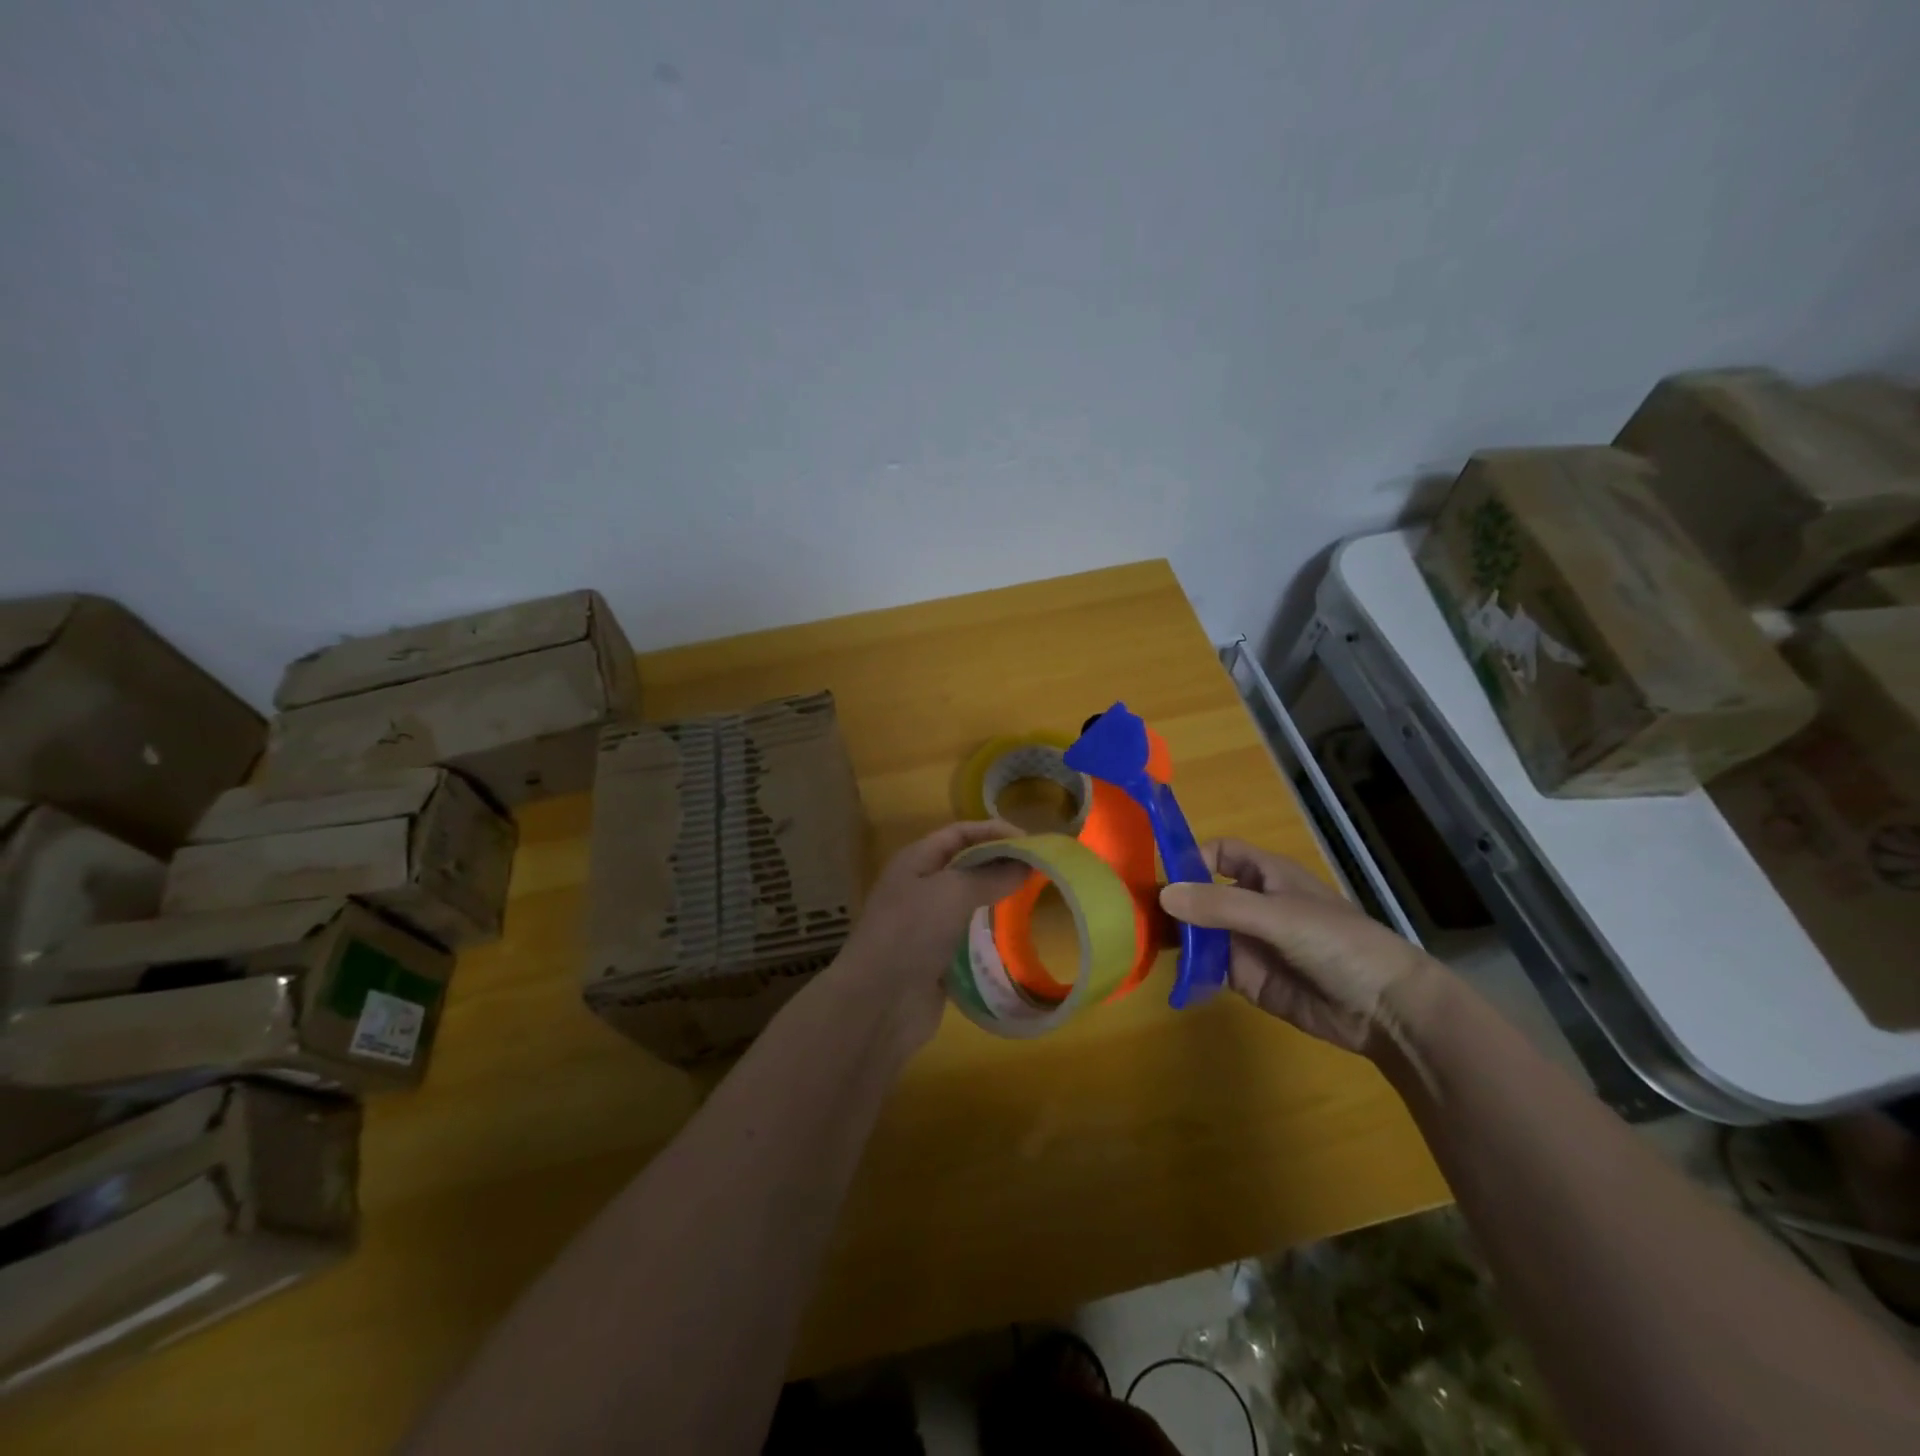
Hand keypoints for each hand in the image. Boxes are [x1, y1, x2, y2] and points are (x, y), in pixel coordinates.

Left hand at [833, 821, 1031, 1053]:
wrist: (878, 1002)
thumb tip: (1026, 863)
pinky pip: (966, 938)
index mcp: (915, 861)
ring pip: (966, 903)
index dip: (993, 831)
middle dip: (999, 865)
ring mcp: (924, 925)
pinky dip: (988, 935)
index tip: (1031, 842)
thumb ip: (991, 875)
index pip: (959, 833)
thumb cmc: (911, 932)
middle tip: (1039, 871)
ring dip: (996, 900)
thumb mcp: (953, 892)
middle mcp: (918, 888)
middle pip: (964, 866)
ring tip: (1033, 901)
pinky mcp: (934, 959)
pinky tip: (1015, 939)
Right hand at [1159, 838, 1437, 1056]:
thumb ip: (1220, 906)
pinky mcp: (1246, 977)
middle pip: (1201, 892)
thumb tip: (1162, 895)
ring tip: (1139, 942)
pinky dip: (1187, 968)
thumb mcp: (1277, 916)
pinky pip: (1207, 967)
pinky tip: (1166, 972)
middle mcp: (1251, 904)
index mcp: (1265, 876)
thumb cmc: (1337, 943)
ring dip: (1174, 935)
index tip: (1159, 872)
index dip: (1192, 856)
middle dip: (1173, 899)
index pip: (1220, 853)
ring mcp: (1247, 942)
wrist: (1384, 1008)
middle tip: (1133, 912)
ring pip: (1199, 931)